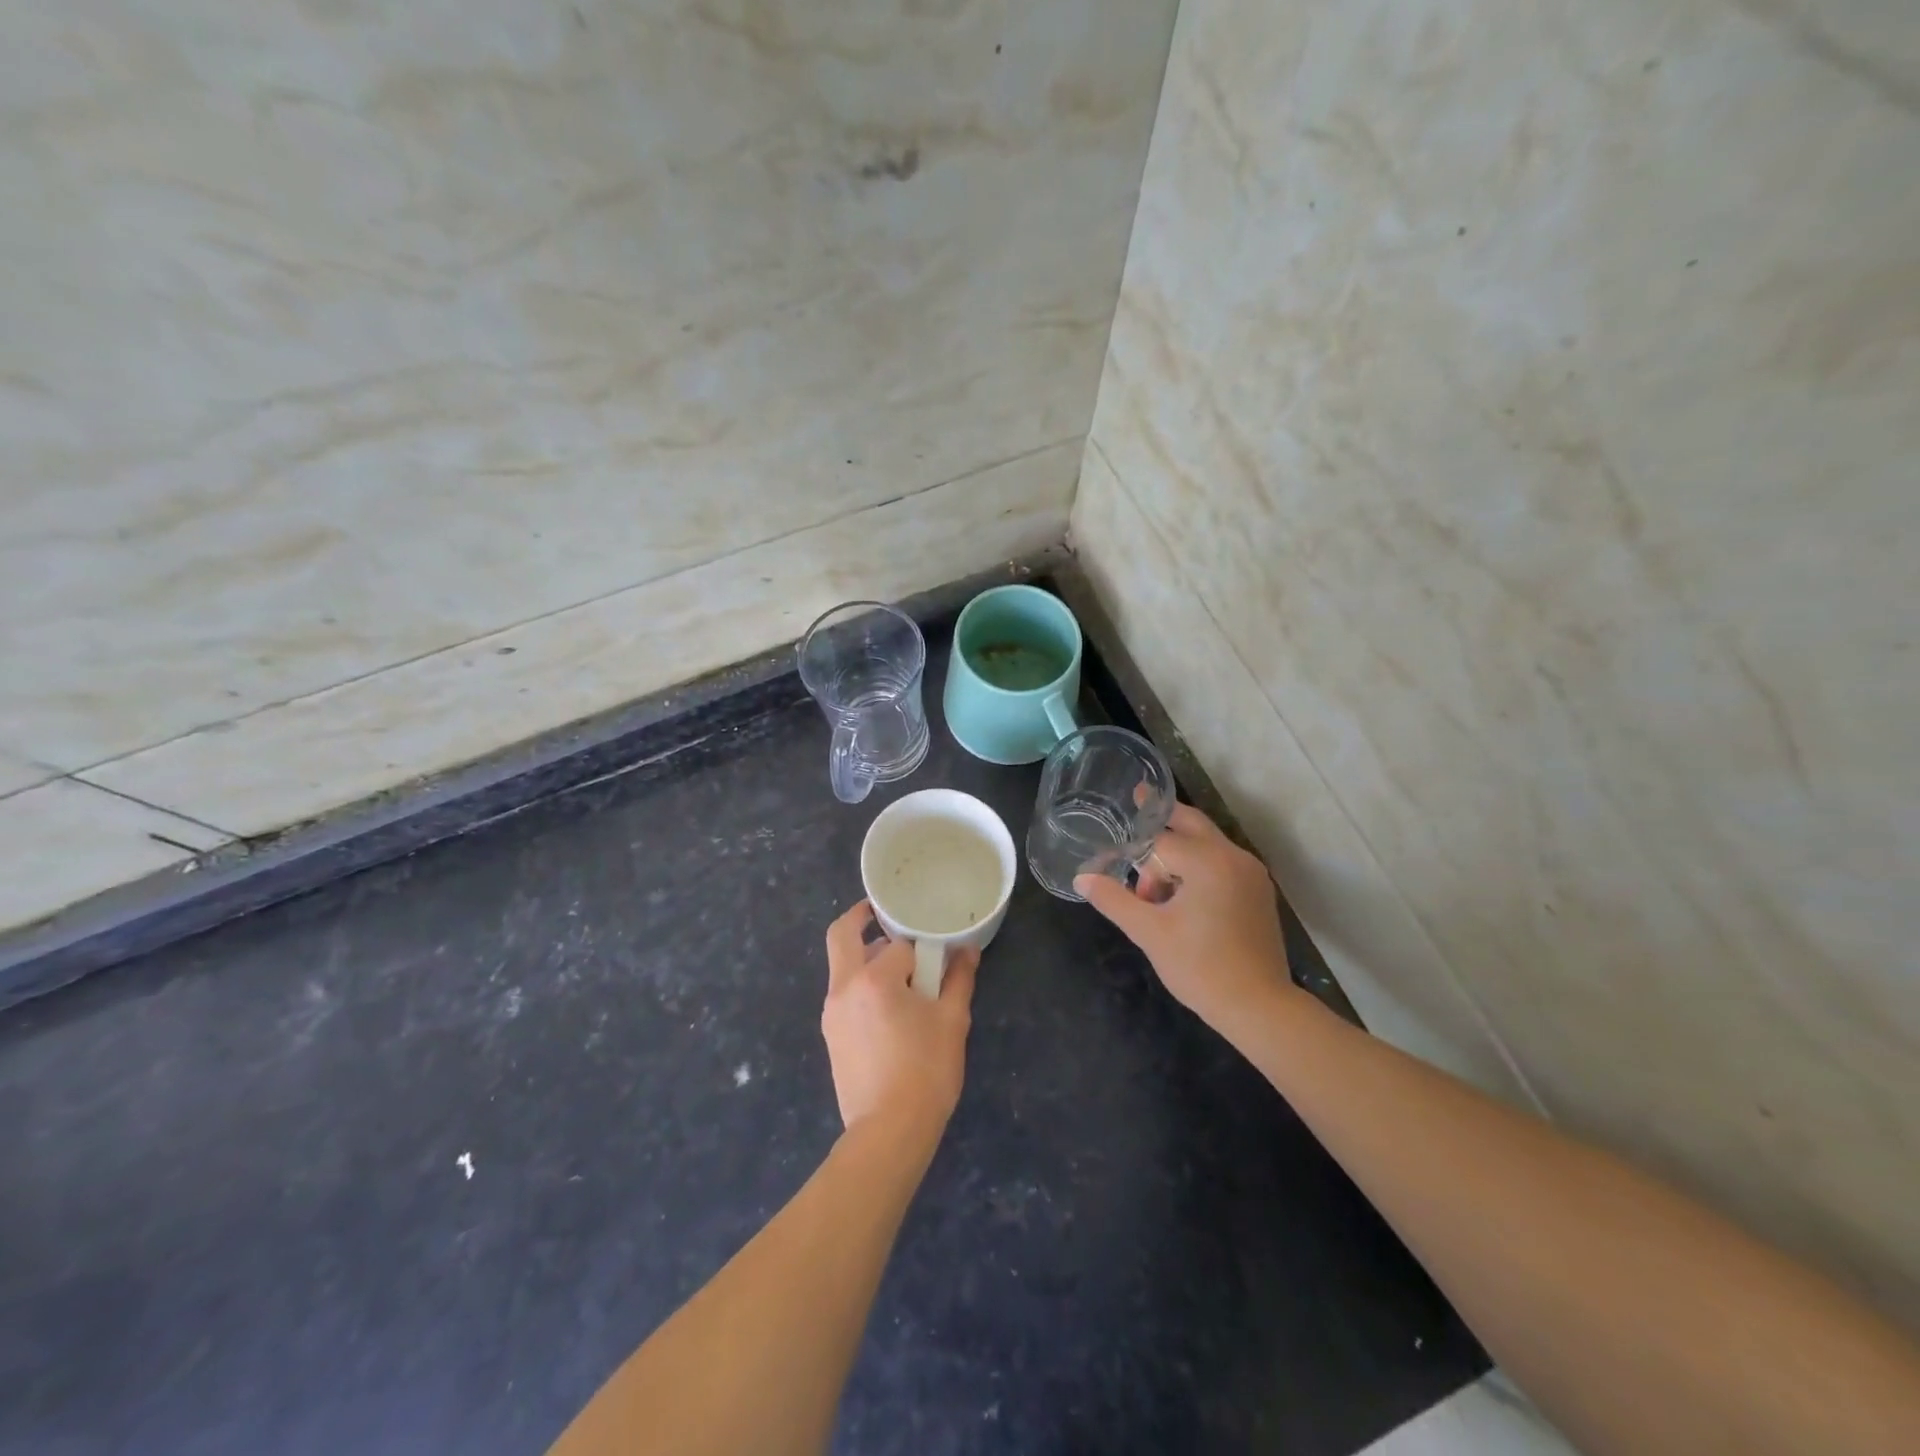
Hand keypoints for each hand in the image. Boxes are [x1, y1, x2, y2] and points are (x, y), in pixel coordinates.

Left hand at [822, 901, 977, 1140]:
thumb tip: (968, 950)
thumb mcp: (952, 1022)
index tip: (935, 955)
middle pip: (841, 935)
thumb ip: (959, 979)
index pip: (897, 945)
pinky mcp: (830, 1035)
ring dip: (863, 956)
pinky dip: (860, 983)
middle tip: (882, 913)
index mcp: (874, 979)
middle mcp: (844, 988)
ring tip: (897, 971)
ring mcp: (832, 1012)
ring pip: (841, 965)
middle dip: (860, 917)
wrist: (888, 1132)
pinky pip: (842, 993)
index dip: (919, 948)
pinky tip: (887, 1006)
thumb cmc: (926, 1072)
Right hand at [1076, 802, 1291, 1029]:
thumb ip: (1114, 899)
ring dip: (1178, 853)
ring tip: (1154, 891)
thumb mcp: (1149, 932)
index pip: (1159, 840)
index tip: (1112, 854)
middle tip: (1139, 798)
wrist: (1260, 1007)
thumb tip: (1081, 877)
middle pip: (1191, 823)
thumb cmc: (1200, 967)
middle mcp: (1234, 857)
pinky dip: (1198, 867)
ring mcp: (1251, 873)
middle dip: (1163, 818)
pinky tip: (1181, 896)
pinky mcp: (1258, 892)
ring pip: (1207, 844)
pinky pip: (1222, 863)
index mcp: (1208, 860)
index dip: (1133, 852)